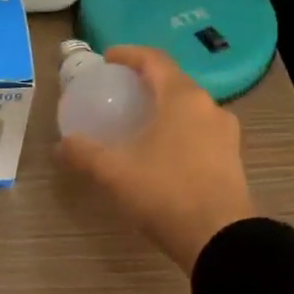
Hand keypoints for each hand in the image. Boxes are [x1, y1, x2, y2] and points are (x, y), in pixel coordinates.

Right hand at [57, 46, 255, 271]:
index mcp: (182, 98)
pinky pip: (200, 132)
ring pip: (189, 109)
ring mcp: (226, 134)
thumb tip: (60, 145)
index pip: (155, 60)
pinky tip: (160, 152)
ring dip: (163, 108)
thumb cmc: (165, 192)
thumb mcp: (114, 172)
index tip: (107, 59)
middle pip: (174, 82)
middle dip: (145, 82)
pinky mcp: (232, 159)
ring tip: (138, 123)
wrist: (221, 239)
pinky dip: (177, 131)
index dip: (129, 54)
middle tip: (119, 92)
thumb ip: (84, 153)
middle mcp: (209, 107)